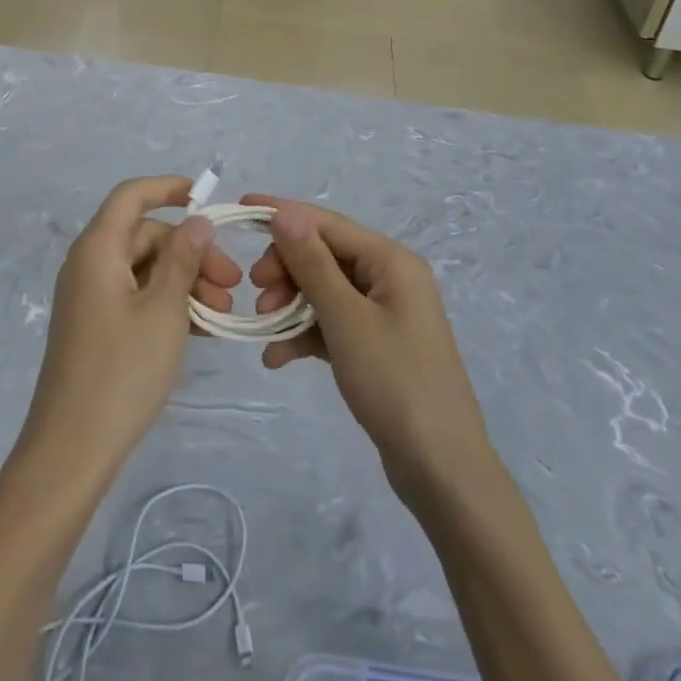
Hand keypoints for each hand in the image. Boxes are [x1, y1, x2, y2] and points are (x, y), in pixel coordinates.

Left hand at [18, 176, 242, 479]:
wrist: (73, 448)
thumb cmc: (122, 371)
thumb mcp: (164, 310)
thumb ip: (182, 259)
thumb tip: (195, 222)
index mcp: (98, 249)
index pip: (131, 196)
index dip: (167, 188)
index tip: (205, 197)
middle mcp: (88, 264)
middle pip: (144, 236)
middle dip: (190, 251)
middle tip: (231, 283)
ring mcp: (89, 296)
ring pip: (144, 269)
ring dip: (184, 281)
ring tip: (223, 313)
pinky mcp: (95, 326)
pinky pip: (135, 296)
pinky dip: (167, 303)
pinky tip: (201, 327)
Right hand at [245, 195, 491, 508]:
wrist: (441, 469)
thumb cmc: (394, 382)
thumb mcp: (345, 318)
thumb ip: (311, 263)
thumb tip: (283, 213)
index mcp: (390, 260)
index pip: (326, 222)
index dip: (282, 213)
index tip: (240, 211)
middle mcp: (390, 277)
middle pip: (323, 254)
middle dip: (285, 269)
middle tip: (256, 291)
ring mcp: (385, 313)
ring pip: (324, 290)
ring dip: (290, 304)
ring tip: (264, 327)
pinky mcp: (376, 345)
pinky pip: (332, 323)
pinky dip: (304, 334)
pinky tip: (277, 357)